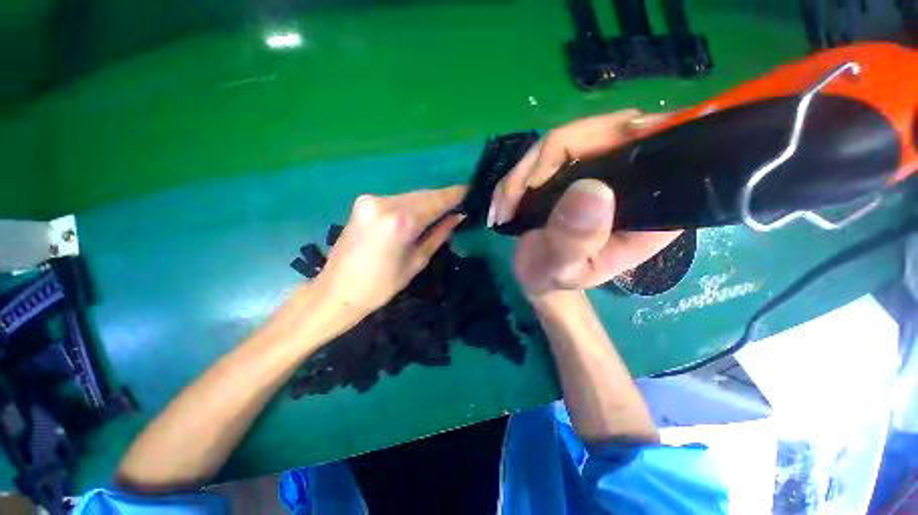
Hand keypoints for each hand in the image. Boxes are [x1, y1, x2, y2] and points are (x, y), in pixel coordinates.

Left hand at [315, 186, 465, 317]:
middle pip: (423, 195)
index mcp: (400, 221)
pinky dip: (412, 205)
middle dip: (443, 199)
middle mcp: (384, 203)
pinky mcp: (363, 202)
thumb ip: (439, 234)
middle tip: (460, 206)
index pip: (436, 201)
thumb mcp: (417, 261)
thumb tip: (458, 216)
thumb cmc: (382, 285)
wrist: (338, 290)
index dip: (455, 195)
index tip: (472, 192)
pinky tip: (420, 215)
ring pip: (411, 196)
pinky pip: (397, 200)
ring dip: (428, 203)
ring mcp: (371, 200)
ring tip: (443, 212)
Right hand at [488, 110, 680, 295]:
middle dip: (540, 163)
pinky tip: (502, 202)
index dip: (599, 142)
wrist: (538, 275)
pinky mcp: (576, 169)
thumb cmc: (554, 278)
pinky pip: (546, 154)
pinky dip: (517, 177)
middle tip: (510, 198)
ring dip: (521, 174)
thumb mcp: (564, 268)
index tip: (543, 175)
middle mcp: (634, 178)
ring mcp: (602, 169)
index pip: (645, 147)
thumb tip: (591, 189)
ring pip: (565, 141)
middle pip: (597, 134)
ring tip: (501, 208)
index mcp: (651, 205)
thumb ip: (576, 239)